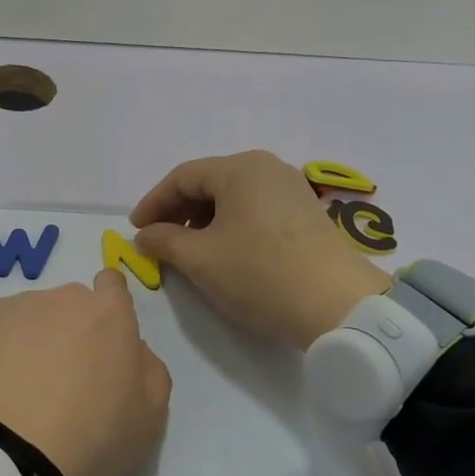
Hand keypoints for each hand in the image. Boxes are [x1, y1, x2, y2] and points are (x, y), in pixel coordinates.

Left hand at [0, 272, 171, 475]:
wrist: (12, 454)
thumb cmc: (92, 437)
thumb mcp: (151, 415)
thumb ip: (148, 367)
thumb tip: (130, 348)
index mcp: (109, 313)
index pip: (112, 285)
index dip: (108, 311)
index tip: (101, 343)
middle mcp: (63, 297)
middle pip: (70, 304)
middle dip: (70, 330)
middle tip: (62, 379)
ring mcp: (16, 305)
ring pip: (30, 314)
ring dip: (31, 338)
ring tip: (21, 387)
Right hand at [130, 150, 392, 349]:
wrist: (339, 306)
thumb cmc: (260, 274)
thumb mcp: (200, 259)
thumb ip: (163, 241)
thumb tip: (145, 235)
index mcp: (240, 168)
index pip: (182, 178)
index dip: (153, 203)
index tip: (135, 230)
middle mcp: (267, 169)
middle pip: (209, 183)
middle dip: (177, 212)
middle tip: (157, 241)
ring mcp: (291, 190)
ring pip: (232, 198)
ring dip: (202, 221)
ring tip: (187, 251)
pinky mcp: (305, 214)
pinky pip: (254, 210)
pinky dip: (229, 226)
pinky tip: (222, 253)